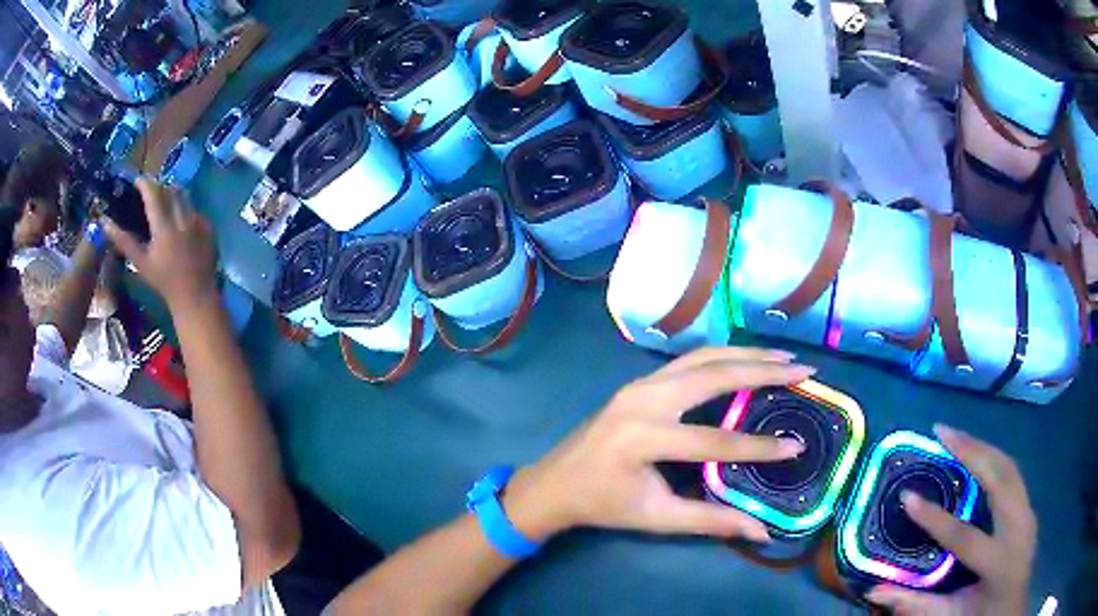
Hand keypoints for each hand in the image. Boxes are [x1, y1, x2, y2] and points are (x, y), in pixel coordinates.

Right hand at [102, 179, 217, 311]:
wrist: (194, 295)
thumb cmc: (163, 282)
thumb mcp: (141, 262)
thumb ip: (123, 241)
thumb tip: (105, 222)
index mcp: (164, 228)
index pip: (154, 194)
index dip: (145, 184)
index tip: (137, 181)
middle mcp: (182, 220)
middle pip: (170, 190)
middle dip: (159, 187)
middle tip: (149, 192)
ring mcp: (198, 222)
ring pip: (184, 196)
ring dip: (172, 193)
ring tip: (163, 201)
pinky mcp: (209, 226)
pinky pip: (195, 208)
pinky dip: (185, 208)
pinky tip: (178, 218)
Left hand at [504, 347, 816, 542]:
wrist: (553, 483)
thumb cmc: (603, 504)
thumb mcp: (656, 518)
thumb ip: (711, 521)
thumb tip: (761, 532)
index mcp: (642, 438)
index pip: (714, 440)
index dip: (758, 447)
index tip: (797, 447)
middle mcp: (642, 400)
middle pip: (713, 375)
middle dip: (763, 371)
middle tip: (804, 370)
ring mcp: (639, 384)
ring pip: (702, 358)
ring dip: (746, 355)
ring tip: (784, 359)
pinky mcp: (640, 382)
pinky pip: (689, 361)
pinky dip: (723, 357)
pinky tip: (746, 359)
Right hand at [865, 425, 1035, 615]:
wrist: (1011, 609)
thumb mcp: (949, 615)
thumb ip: (915, 604)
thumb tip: (874, 591)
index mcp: (998, 562)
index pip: (964, 536)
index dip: (934, 517)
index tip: (906, 496)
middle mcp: (1018, 528)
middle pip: (1000, 478)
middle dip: (971, 450)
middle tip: (942, 431)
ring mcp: (1028, 512)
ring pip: (1009, 466)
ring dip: (983, 445)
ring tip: (956, 434)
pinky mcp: (1029, 505)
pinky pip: (1013, 473)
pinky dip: (994, 457)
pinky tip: (978, 452)